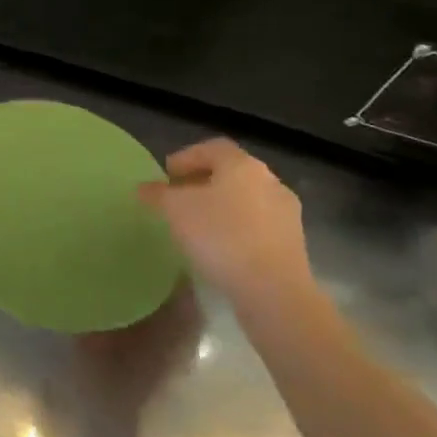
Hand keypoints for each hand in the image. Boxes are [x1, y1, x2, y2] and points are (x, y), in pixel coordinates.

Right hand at [137, 139, 316, 309]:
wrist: (272, 288)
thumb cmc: (220, 236)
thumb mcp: (175, 210)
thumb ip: (157, 194)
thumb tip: (144, 188)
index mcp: (243, 166)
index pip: (212, 148)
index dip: (186, 157)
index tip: (167, 175)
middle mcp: (269, 181)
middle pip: (231, 172)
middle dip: (203, 181)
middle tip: (178, 197)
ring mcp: (286, 212)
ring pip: (245, 198)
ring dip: (221, 205)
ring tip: (197, 224)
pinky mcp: (292, 241)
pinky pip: (257, 223)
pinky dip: (236, 226)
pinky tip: (220, 246)